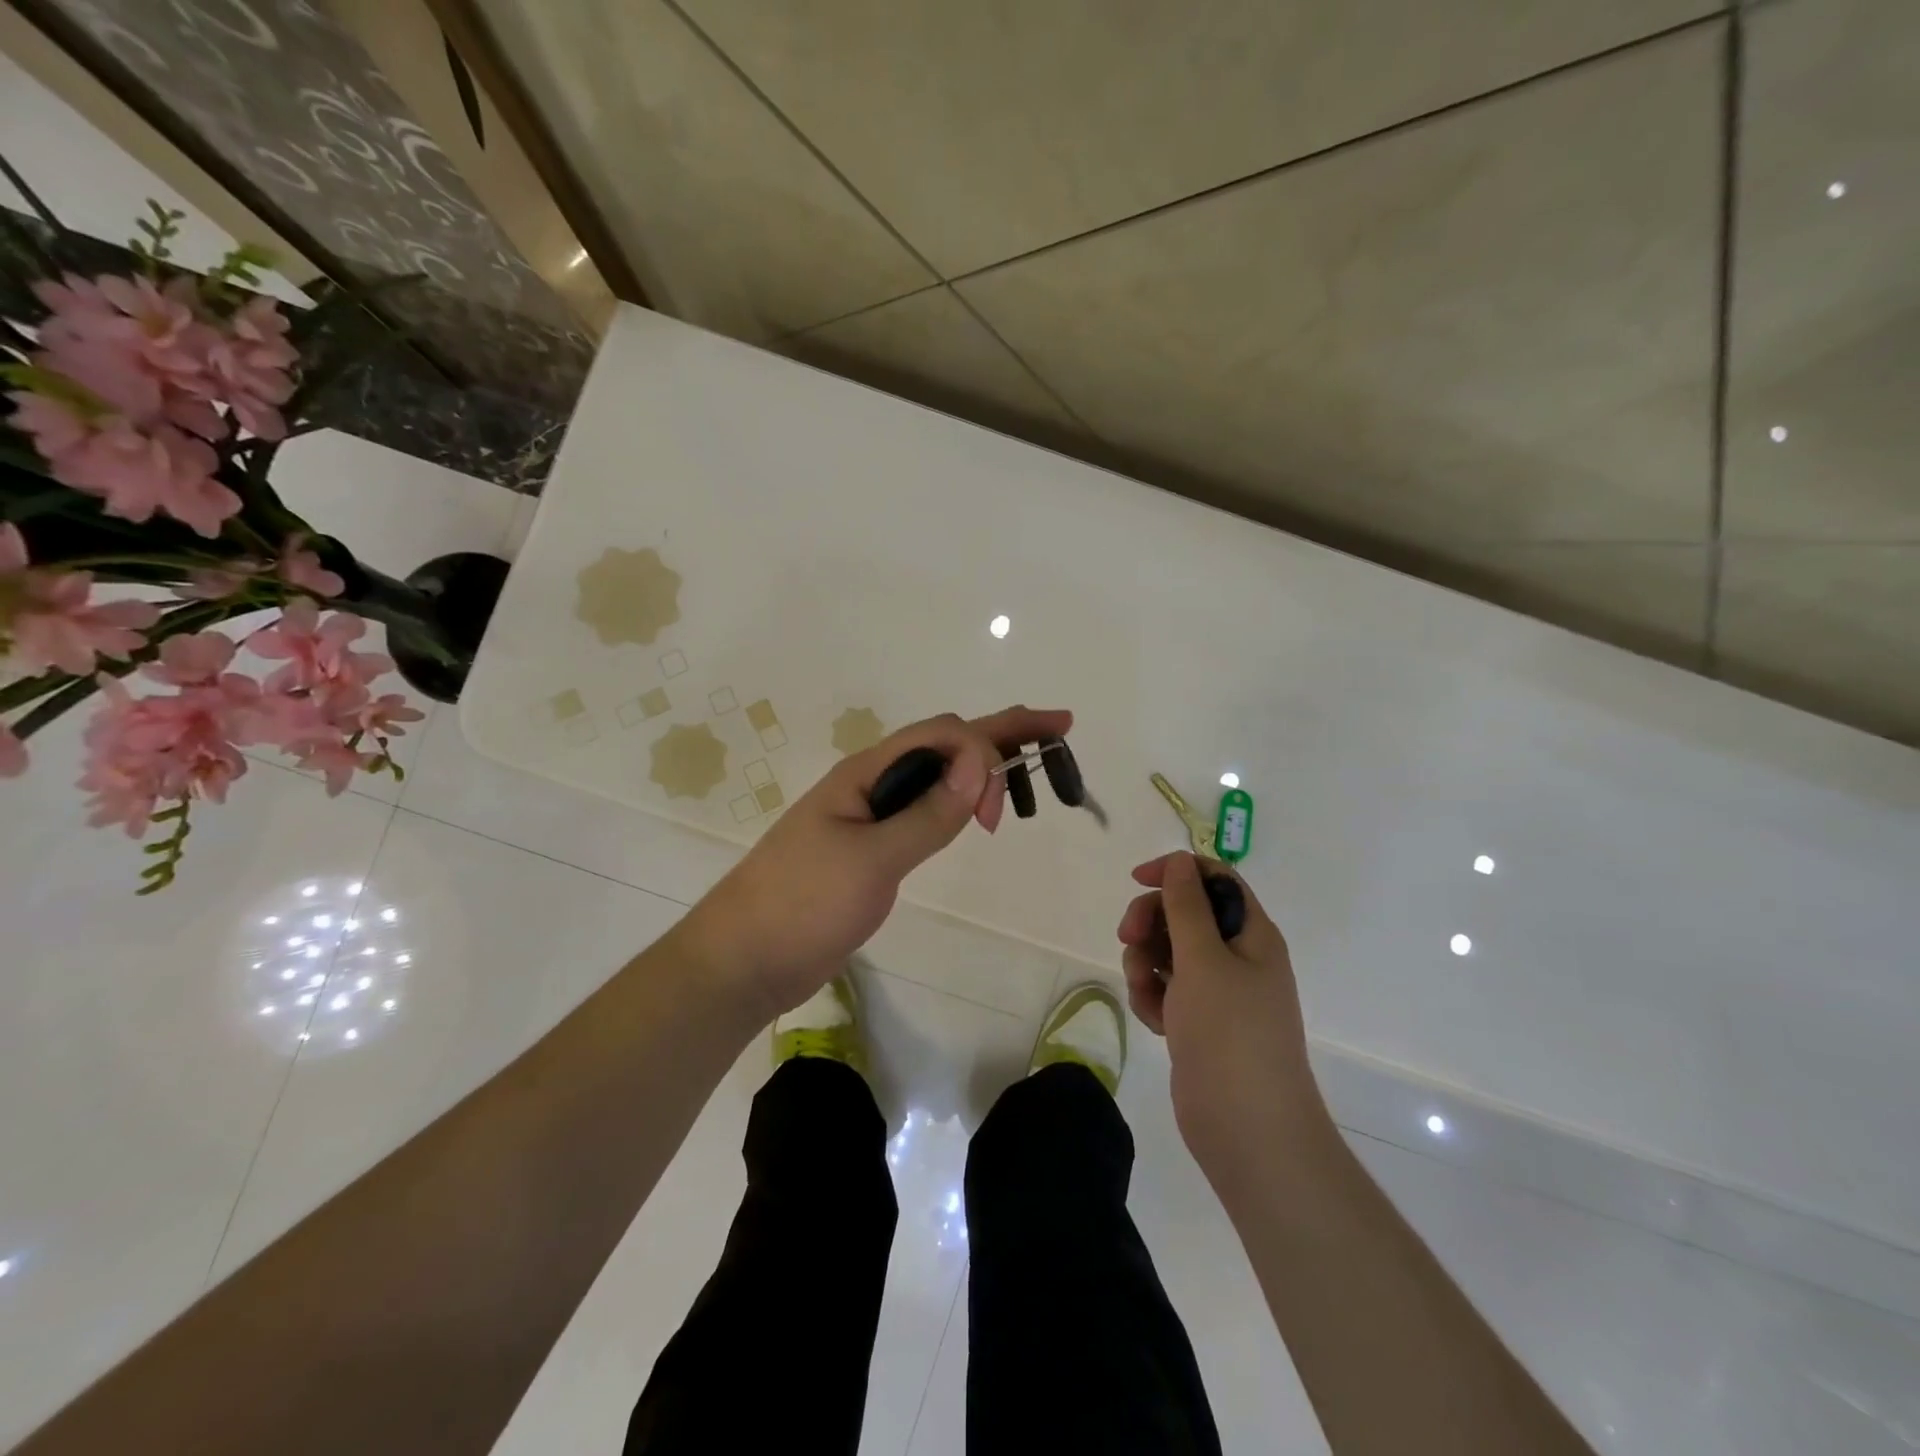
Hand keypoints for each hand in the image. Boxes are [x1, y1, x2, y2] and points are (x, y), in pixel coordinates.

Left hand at [675, 704, 1072, 1024]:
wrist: (744, 959)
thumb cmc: (802, 904)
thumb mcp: (871, 860)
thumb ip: (927, 814)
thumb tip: (979, 762)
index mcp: (867, 773)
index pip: (942, 734)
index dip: (987, 746)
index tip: (998, 812)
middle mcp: (871, 783)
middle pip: (944, 744)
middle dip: (1001, 733)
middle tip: (1058, 730)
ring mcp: (869, 814)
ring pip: (936, 775)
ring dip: (981, 767)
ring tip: (1026, 778)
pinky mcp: (870, 847)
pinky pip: (923, 808)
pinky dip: (956, 800)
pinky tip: (972, 808)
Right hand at [1117, 852, 1329, 1194]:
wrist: (1248, 1130)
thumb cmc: (1230, 1034)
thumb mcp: (1203, 959)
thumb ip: (1186, 905)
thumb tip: (1179, 860)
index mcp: (1251, 934)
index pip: (1213, 879)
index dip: (1175, 872)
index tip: (1136, 880)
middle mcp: (1238, 957)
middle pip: (1184, 913)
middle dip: (1151, 922)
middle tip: (1129, 939)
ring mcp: (1218, 993)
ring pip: (1168, 953)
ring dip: (1146, 964)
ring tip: (1146, 993)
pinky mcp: (1199, 1023)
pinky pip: (1166, 991)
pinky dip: (1153, 998)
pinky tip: (1155, 1021)